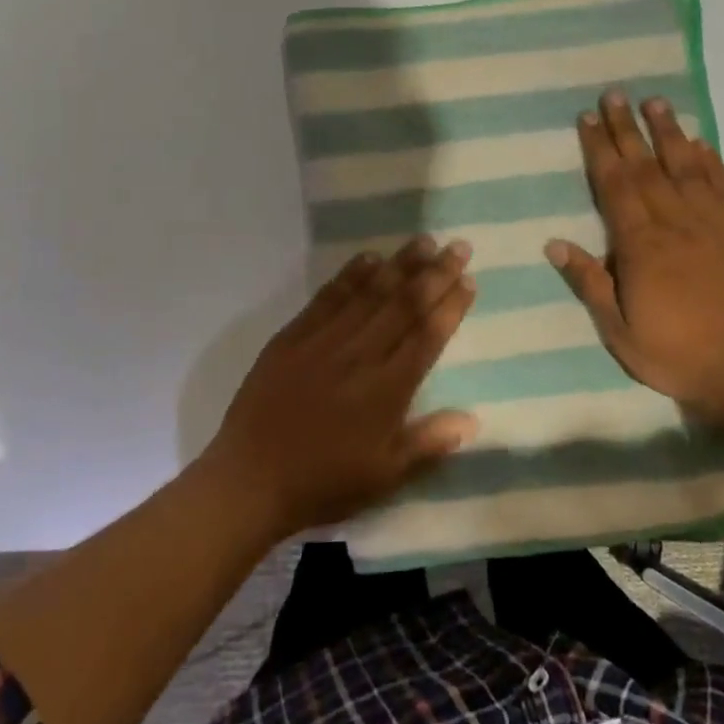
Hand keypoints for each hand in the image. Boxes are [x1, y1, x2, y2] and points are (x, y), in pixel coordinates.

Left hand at [207, 237, 477, 540]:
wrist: (250, 480)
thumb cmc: (323, 482)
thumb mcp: (384, 476)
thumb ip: (428, 443)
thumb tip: (473, 419)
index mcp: (387, 390)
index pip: (428, 336)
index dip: (451, 306)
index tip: (468, 281)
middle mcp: (360, 355)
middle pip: (404, 305)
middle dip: (435, 273)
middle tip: (458, 246)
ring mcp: (324, 340)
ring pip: (370, 293)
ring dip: (399, 265)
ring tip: (424, 241)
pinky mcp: (293, 336)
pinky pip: (328, 297)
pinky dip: (350, 275)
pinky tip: (368, 258)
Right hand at [545, 91, 723, 421]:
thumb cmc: (677, 354)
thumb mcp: (619, 330)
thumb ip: (590, 282)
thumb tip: (555, 243)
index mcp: (641, 245)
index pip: (615, 185)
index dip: (600, 149)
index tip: (588, 119)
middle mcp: (675, 223)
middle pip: (646, 166)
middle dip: (626, 128)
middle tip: (614, 94)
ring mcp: (713, 223)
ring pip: (686, 166)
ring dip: (668, 132)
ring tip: (655, 102)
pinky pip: (723, 186)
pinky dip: (711, 161)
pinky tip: (700, 142)